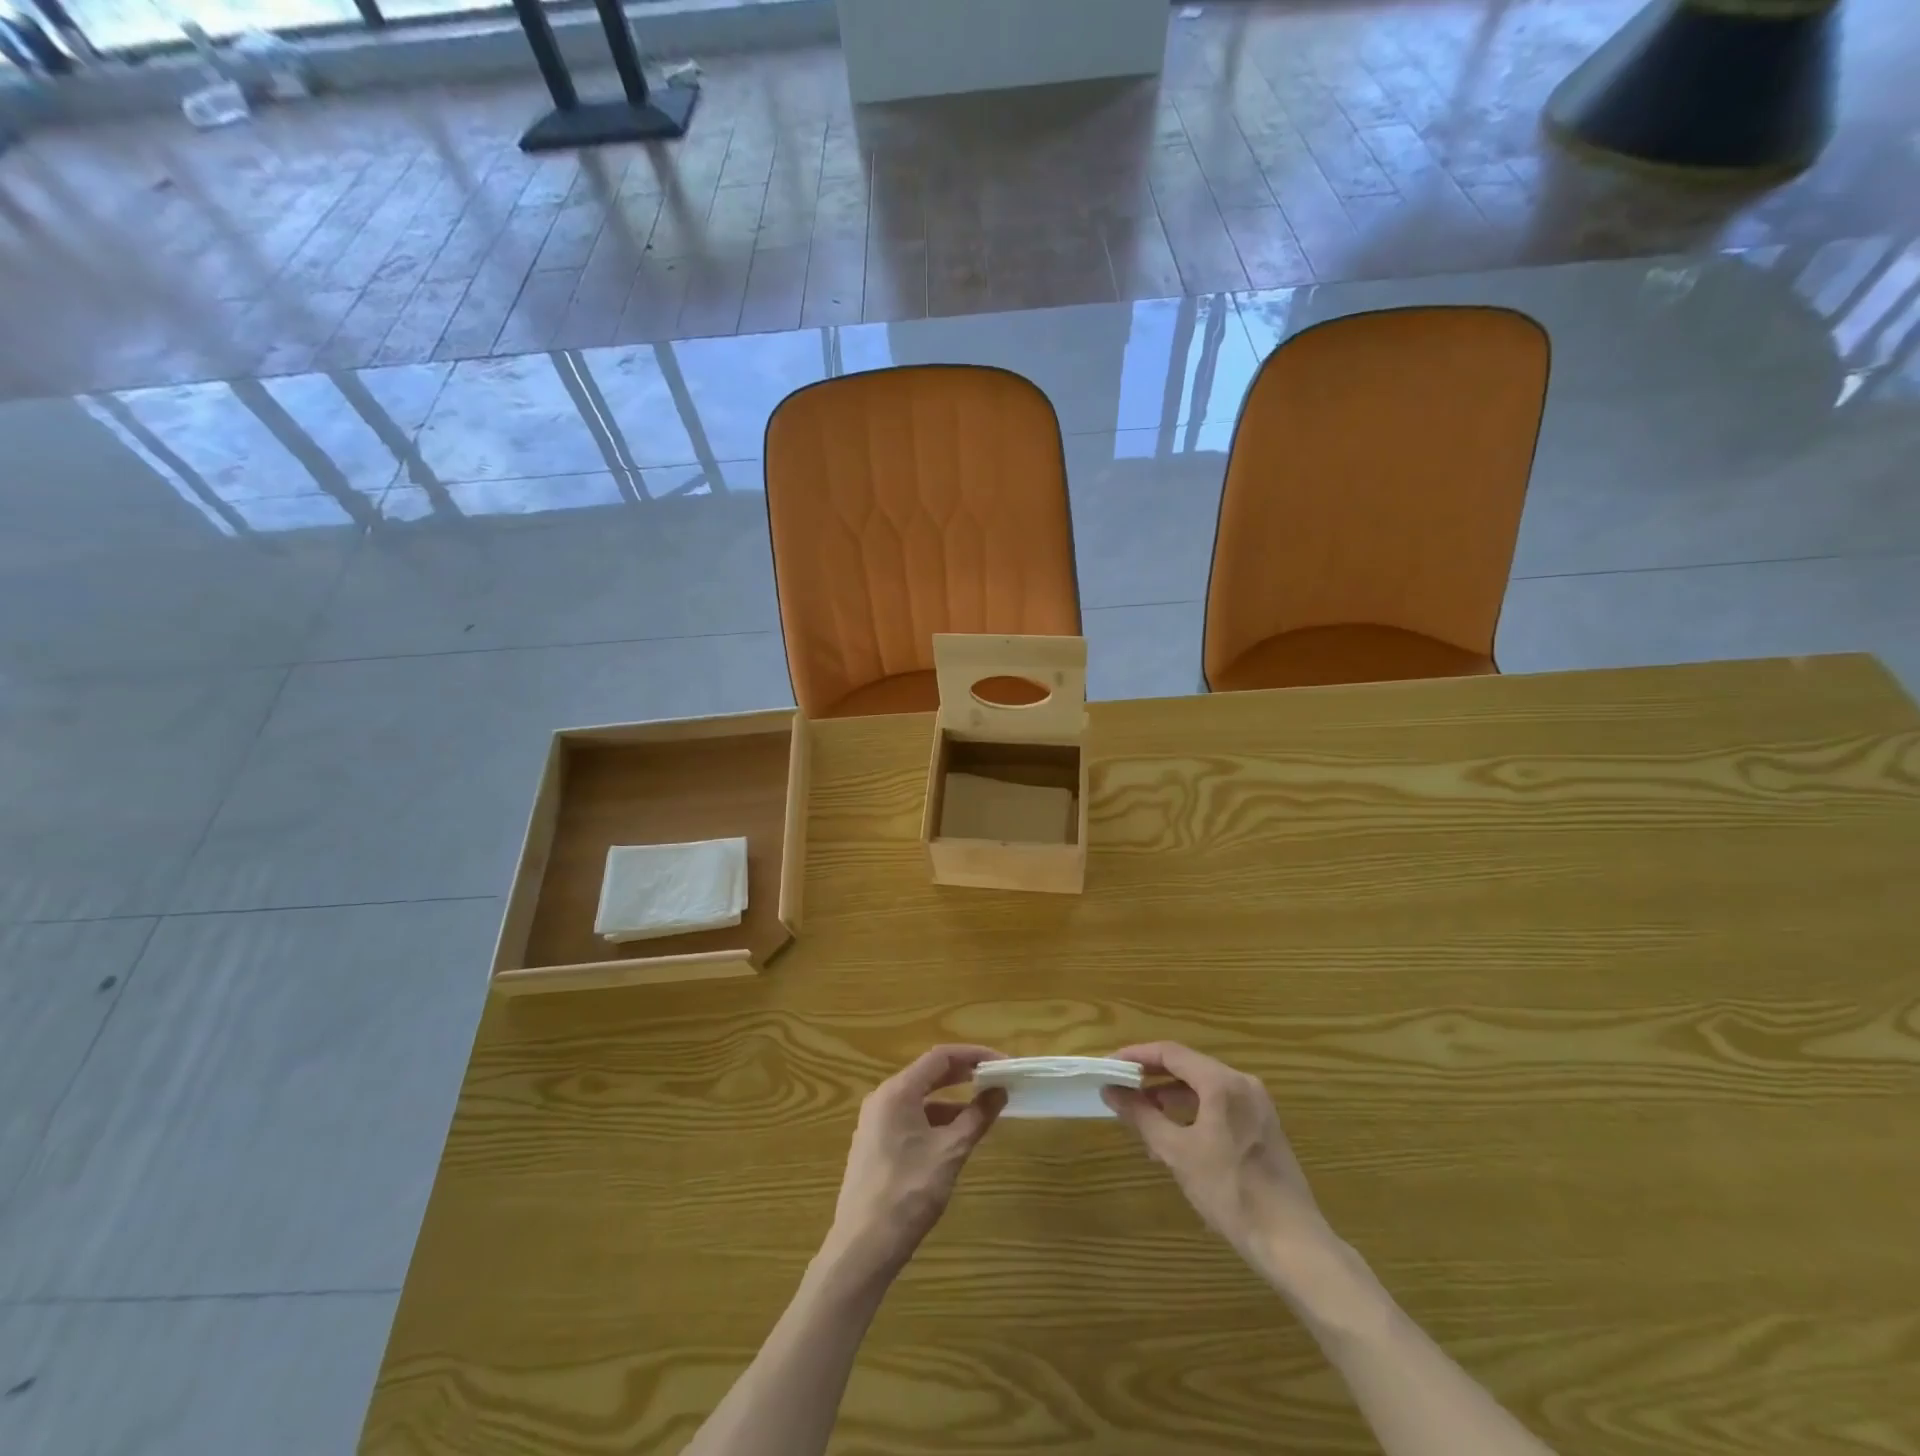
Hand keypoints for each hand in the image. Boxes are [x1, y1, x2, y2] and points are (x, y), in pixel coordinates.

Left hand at [825, 1045, 1006, 1281]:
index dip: (973, 1055)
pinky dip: (934, 1120)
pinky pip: (909, 1119)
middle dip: (963, 1076)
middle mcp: (882, 1098)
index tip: (1001, 1063)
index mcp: (897, 1092)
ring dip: (950, 1101)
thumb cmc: (908, 1193)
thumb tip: (999, 1091)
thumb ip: (976, 1117)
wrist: (862, 1248)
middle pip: (928, 1074)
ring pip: (919, 1099)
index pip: (940, 1057)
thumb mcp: (950, 1152)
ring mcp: (875, 1122)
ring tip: (981, 1112)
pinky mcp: (874, 1145)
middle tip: (995, 1080)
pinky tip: (953, 1139)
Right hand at [1104, 1042, 1335, 1283]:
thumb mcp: (1177, 1152)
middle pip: (1188, 1066)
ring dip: (1172, 1097)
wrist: (1291, 1242)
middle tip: (1123, 1090)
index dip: (1137, 1055)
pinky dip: (1194, 1112)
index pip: (1171, 1053)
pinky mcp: (1264, 1126)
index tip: (1111, 1064)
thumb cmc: (1230, 1191)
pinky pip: (1220, 1105)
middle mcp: (1242, 1083)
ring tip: (1145, 1120)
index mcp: (1222, 1082)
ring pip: (1204, 1087)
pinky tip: (1177, 1139)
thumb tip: (1111, 1091)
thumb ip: (1141, 1115)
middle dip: (1153, 1078)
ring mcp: (1257, 1105)